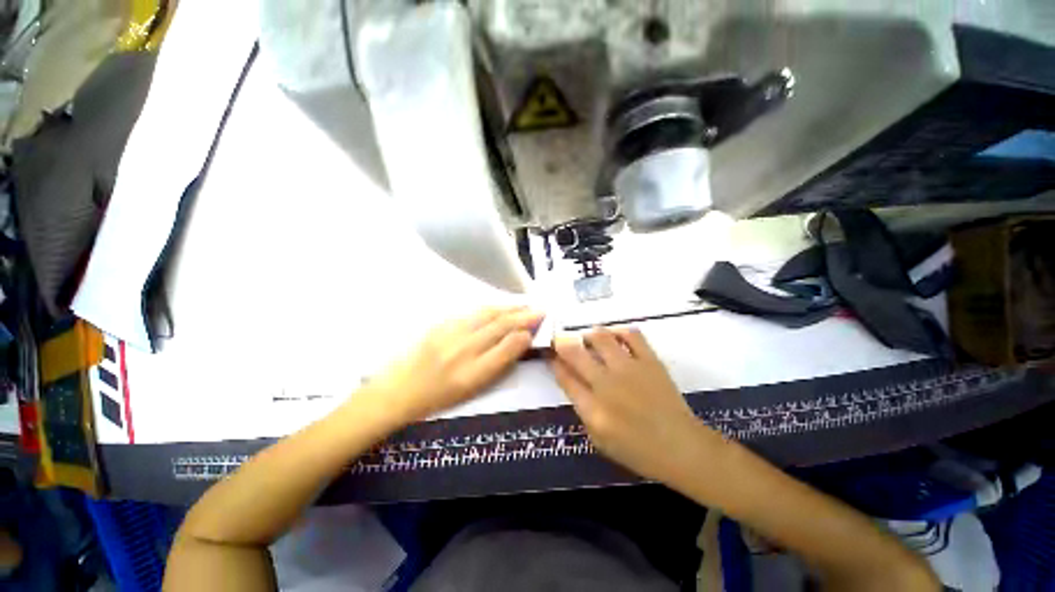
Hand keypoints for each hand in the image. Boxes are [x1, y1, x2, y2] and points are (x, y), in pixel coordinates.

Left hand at [366, 306, 543, 424]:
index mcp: (473, 372)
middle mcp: (463, 349)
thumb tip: (521, 340)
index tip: (540, 323)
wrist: (399, 389)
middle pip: (499, 325)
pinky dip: (490, 307)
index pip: (507, 345)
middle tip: (539, 309)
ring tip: (524, 304)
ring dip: (509, 307)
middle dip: (523, 315)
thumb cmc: (440, 396)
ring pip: (487, 314)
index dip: (526, 332)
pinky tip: (499, 306)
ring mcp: (450, 333)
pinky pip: (471, 311)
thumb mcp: (474, 388)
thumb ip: (499, 363)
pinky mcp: (441, 324)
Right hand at [552, 326, 710, 482]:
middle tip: (561, 340)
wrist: (682, 448)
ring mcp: (629, 369)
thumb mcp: (600, 441)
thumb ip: (583, 411)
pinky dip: (619, 331)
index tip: (550, 354)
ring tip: (589, 340)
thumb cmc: (638, 451)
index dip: (554, 362)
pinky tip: (614, 336)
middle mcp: (607, 384)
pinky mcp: (650, 361)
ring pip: (600, 337)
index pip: (564, 377)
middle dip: (562, 343)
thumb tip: (573, 383)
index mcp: (593, 408)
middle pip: (575, 353)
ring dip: (589, 335)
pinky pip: (631, 335)